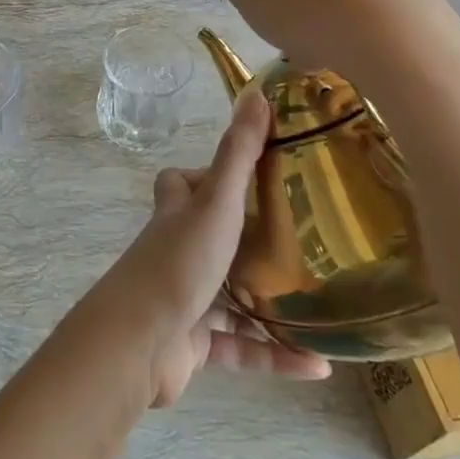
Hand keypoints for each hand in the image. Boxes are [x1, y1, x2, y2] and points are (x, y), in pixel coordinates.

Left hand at [103, 91, 330, 406]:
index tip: (254, 178)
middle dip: (252, 241)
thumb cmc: (178, 262)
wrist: (138, 343)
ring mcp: (184, 298)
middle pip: (212, 238)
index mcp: (177, 214)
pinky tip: (318, 365)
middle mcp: (177, 251)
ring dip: (272, 304)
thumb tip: (257, 93)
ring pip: (232, 296)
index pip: (181, 182)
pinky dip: (276, 355)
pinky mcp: (194, 344)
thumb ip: (237, 154)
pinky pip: (241, 348)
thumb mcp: (215, 203)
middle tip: (304, 243)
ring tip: (321, 303)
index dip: (207, 176)